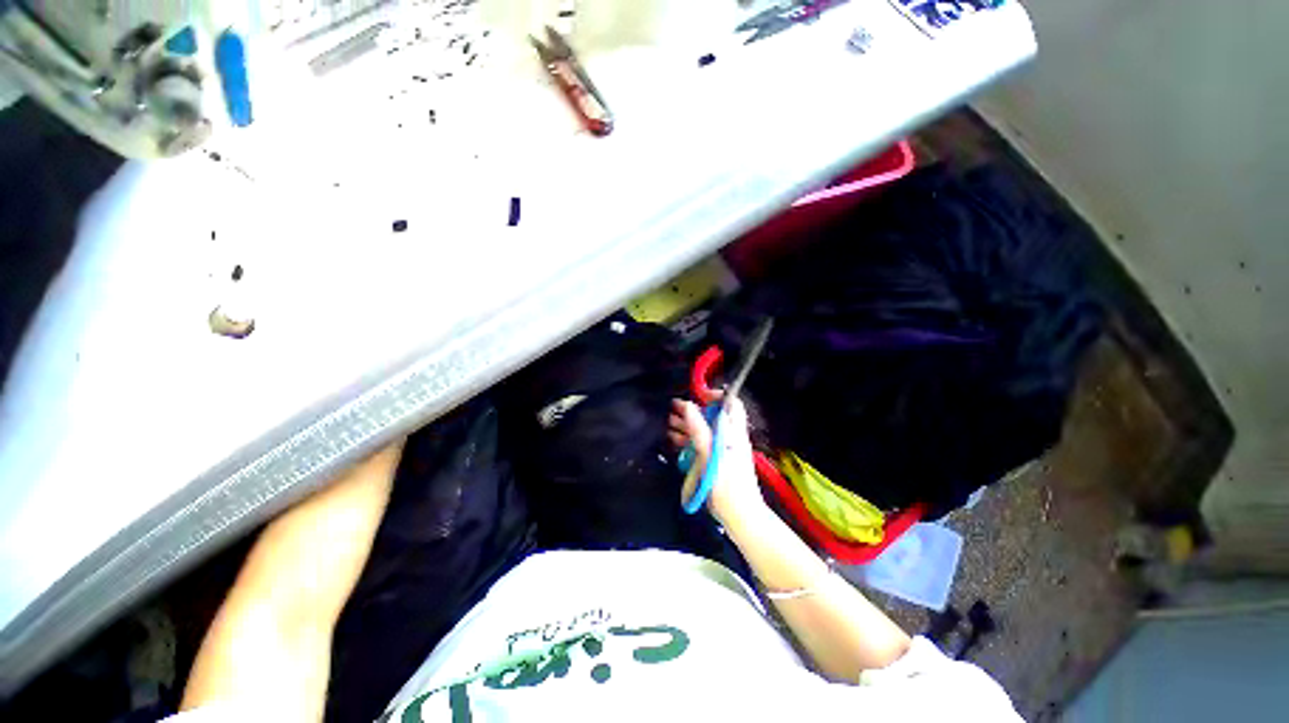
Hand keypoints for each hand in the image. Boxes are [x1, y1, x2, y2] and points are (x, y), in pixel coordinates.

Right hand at [668, 397, 766, 525]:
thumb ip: (699, 430)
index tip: (696, 398)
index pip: (731, 404)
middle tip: (672, 411)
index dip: (715, 396)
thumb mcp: (710, 456)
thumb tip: (689, 405)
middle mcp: (729, 437)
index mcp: (733, 432)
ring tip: (668, 425)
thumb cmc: (727, 486)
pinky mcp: (716, 461)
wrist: (740, 517)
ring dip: (687, 426)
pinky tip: (674, 441)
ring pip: (705, 431)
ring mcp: (722, 450)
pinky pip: (701, 445)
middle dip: (693, 411)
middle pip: (712, 417)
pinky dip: (688, 440)